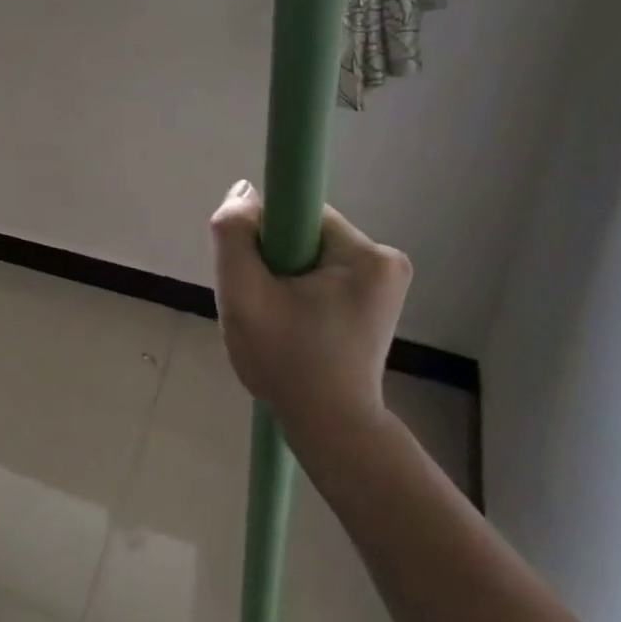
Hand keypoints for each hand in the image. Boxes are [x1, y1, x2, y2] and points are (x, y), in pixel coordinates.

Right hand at [210, 181, 412, 432]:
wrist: (330, 430)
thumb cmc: (286, 364)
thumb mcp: (243, 297)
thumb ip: (234, 235)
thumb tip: (244, 191)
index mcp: (364, 256)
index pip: (297, 212)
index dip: (266, 236)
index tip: (259, 274)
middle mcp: (385, 259)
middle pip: (303, 232)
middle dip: (275, 260)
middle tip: (263, 303)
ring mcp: (386, 280)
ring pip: (310, 252)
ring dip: (285, 276)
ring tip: (278, 319)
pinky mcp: (379, 297)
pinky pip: (323, 270)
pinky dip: (302, 289)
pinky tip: (295, 323)